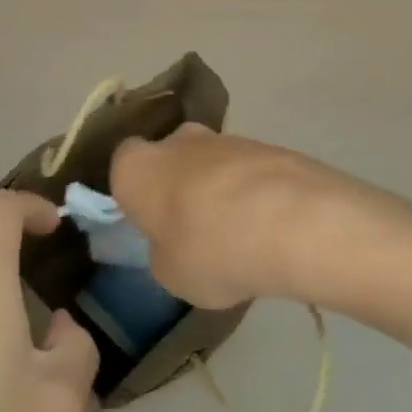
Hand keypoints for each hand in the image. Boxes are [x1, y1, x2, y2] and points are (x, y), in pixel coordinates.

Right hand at [110, 124, 345, 308]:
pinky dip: (252, 192)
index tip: (149, 222)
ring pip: (210, 162)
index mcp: (137, 167)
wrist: (290, 221)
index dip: (135, 194)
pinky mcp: (265, 144)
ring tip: (238, 235)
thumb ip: (164, 251)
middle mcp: (176, 140)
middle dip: (177, 185)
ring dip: (217, 189)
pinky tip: (267, 227)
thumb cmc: (209, 249)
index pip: (122, 166)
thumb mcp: (170, 274)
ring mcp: (224, 138)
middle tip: (192, 228)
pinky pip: (246, 171)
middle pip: (169, 158)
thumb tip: (175, 241)